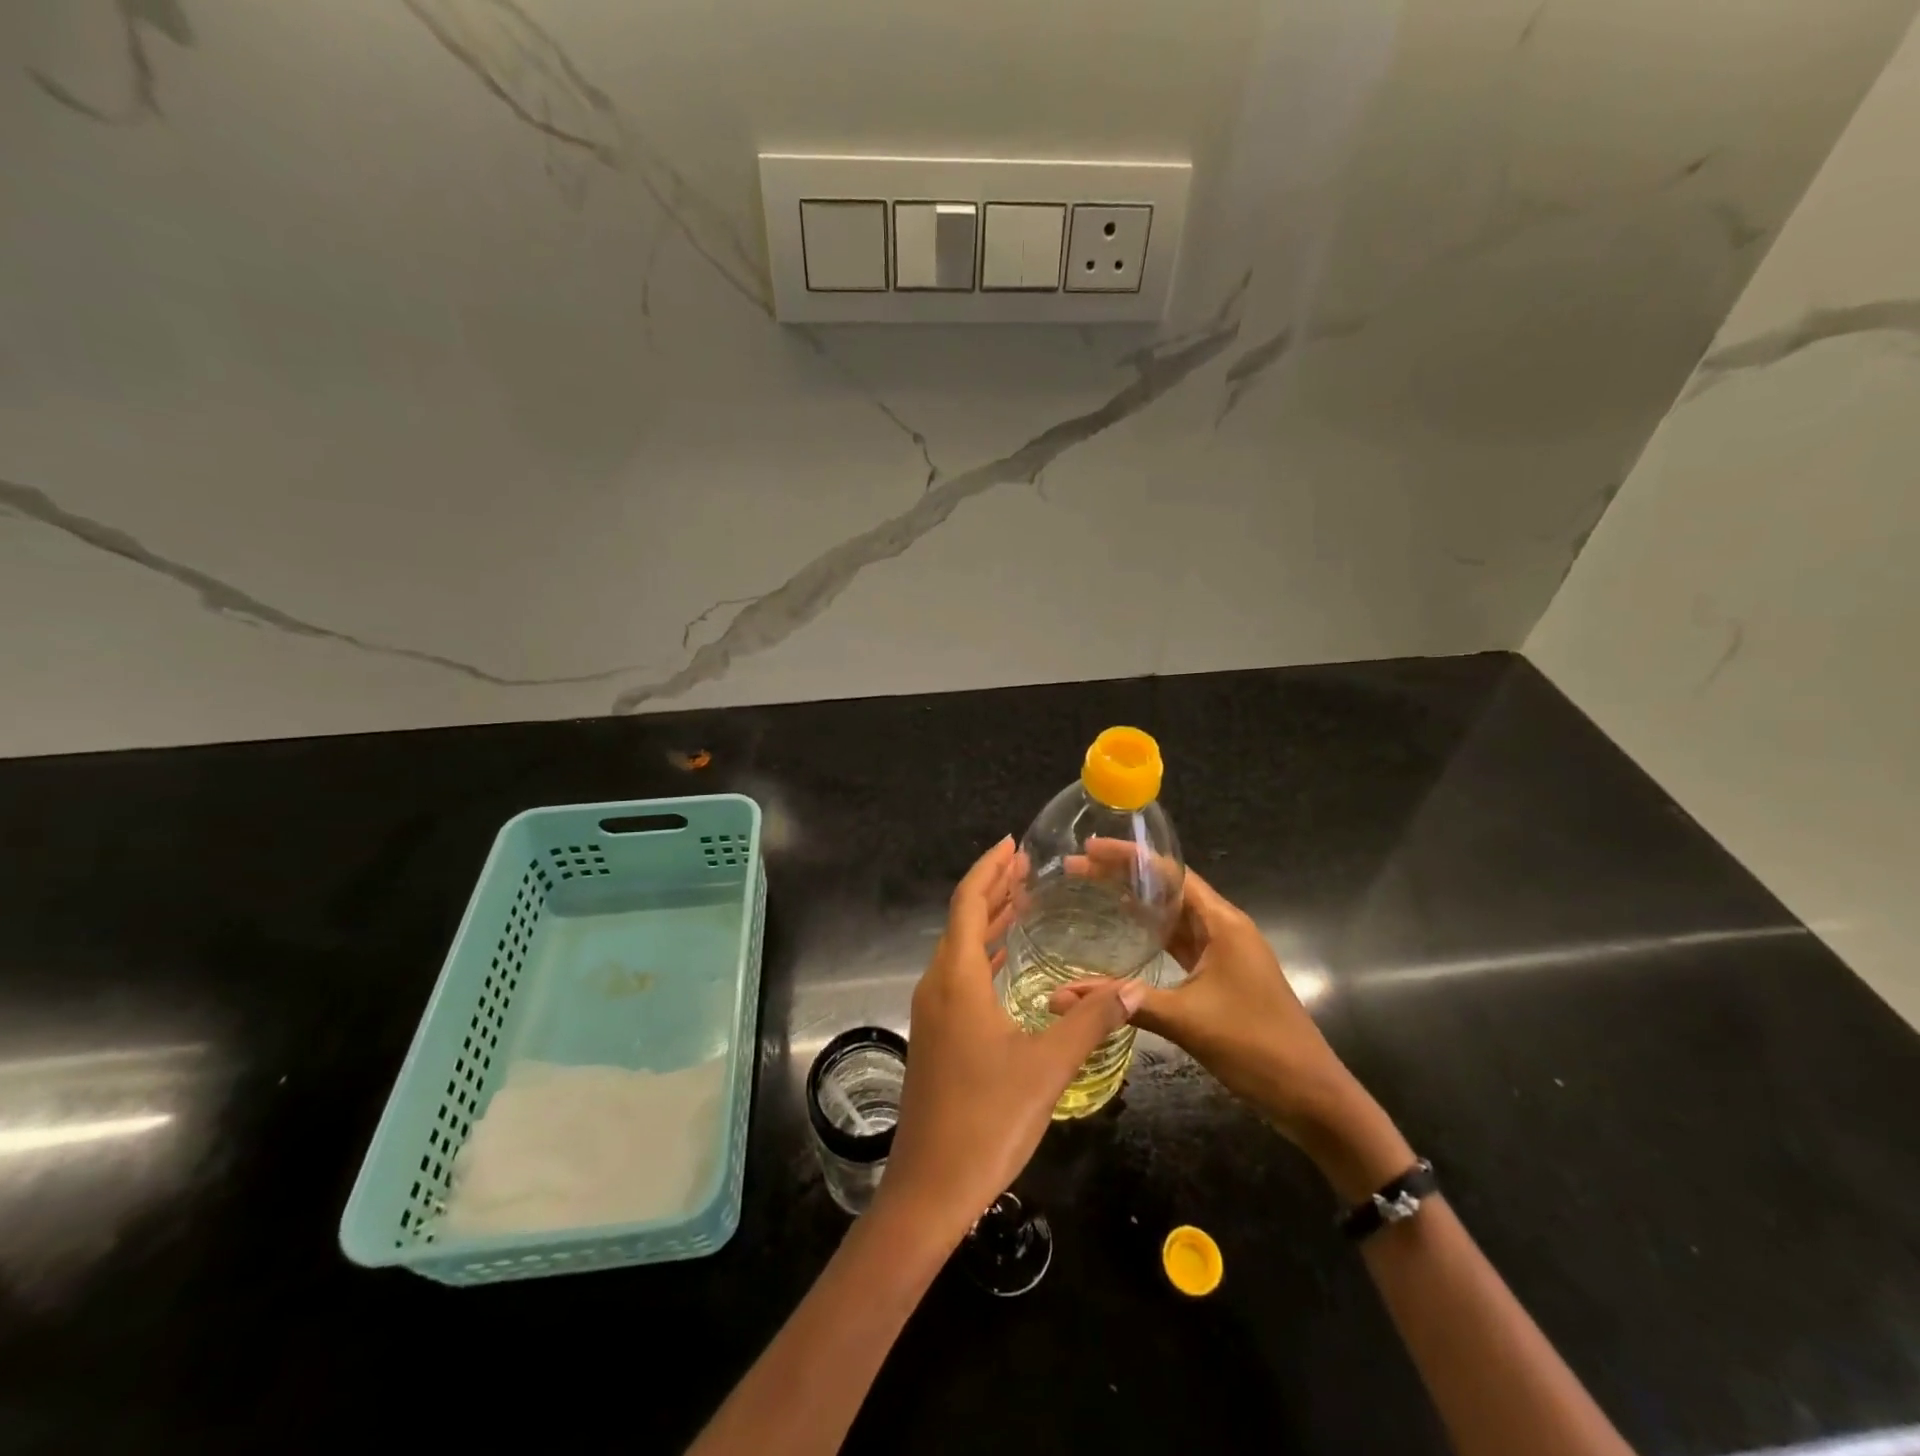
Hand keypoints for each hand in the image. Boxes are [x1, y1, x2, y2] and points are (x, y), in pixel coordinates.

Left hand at [876, 837, 1144, 1242]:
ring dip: (989, 923)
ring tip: (1023, 902)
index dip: (989, 869)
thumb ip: (1091, 1021)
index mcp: (956, 978)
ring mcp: (933, 1012)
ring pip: (960, 950)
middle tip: (1026, 867)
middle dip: (993, 889)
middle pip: (963, 921)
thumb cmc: (987, 1119)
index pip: (969, 903)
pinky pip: (960, 977)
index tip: (1012, 844)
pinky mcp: (937, 1036)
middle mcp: (937, 985)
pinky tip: (1007, 964)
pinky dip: (984, 957)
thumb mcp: (1048, 1066)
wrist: (930, 1188)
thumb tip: (1132, 986)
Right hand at [1050, 866, 1410, 1197]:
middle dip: (1125, 874)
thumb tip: (1060, 996)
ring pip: (1173, 913)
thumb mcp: (1185, 1020)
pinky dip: (1151, 931)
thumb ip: (1123, 1002)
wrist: (1311, 1095)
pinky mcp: (1221, 974)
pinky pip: (1180, 940)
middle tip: (1078, 866)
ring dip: (1136, 900)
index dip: (1130, 856)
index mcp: (1223, 923)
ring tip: (1092, 888)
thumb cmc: (1255, 1046)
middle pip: (1169, 887)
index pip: (1170, 873)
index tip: (1091, 847)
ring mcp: (1224, 951)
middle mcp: (1224, 927)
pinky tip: (1125, 931)